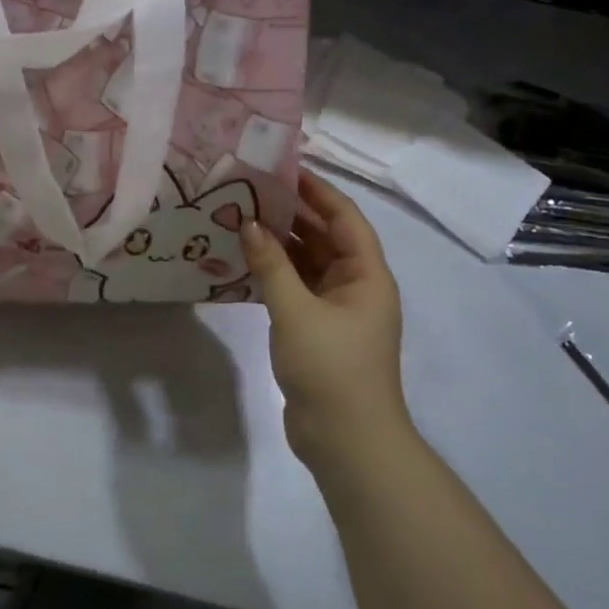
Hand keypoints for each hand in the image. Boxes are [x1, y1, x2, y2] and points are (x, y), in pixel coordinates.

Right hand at [243, 171, 409, 476]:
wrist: (346, 440)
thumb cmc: (331, 367)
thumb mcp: (296, 311)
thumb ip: (271, 265)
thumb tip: (249, 223)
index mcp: (367, 275)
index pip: (345, 217)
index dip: (317, 190)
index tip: (283, 167)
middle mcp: (357, 286)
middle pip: (326, 237)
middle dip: (292, 214)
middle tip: (251, 191)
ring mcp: (337, 310)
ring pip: (309, 263)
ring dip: (280, 244)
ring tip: (241, 219)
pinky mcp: (318, 330)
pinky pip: (297, 288)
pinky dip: (275, 273)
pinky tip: (244, 262)